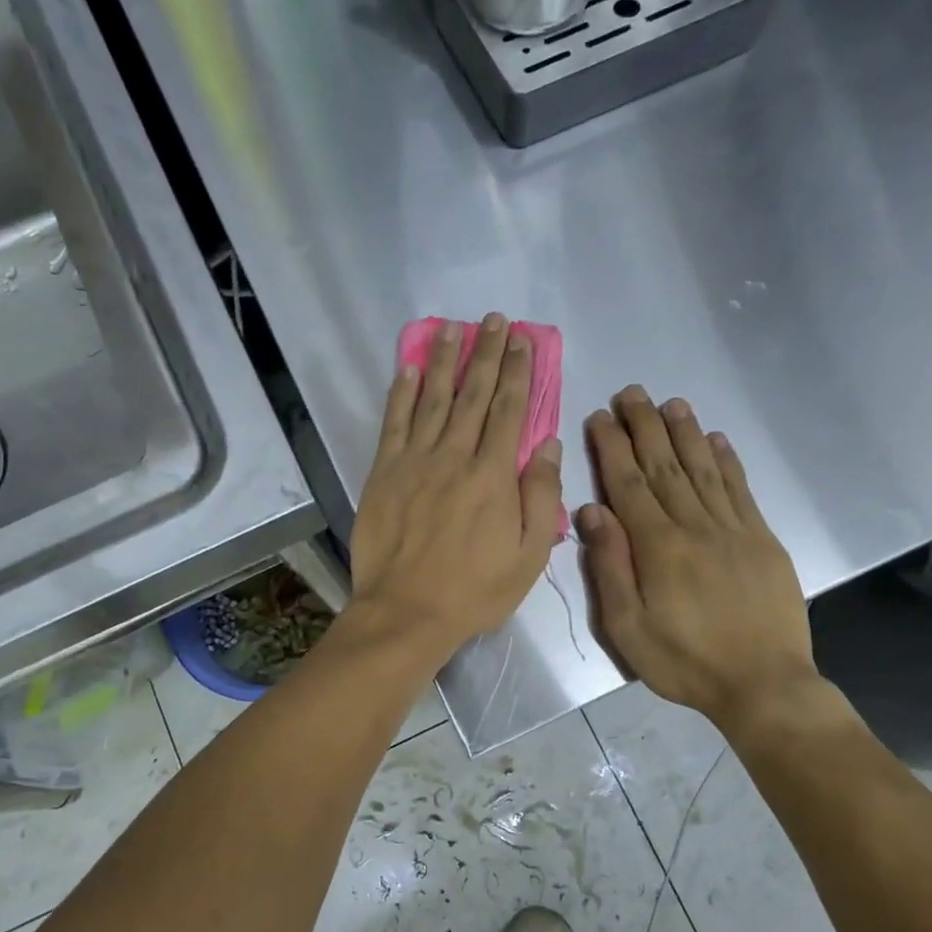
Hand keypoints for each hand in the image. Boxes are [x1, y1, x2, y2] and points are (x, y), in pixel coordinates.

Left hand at [348, 314, 562, 662]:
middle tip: (494, 320)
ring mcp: (414, 461)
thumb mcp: (528, 556)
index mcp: (493, 476)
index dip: (518, 372)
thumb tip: (548, 445)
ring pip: (432, 398)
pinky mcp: (384, 473)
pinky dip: (400, 393)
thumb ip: (541, 497)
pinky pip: (393, 423)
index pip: (510, 410)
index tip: (523, 341)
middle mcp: (454, 456)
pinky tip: (407, 368)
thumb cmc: (473, 590)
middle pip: (473, 394)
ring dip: (443, 360)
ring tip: (452, 328)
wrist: (406, 611)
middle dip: (486, 353)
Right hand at [578, 387, 816, 723]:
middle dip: (646, 426)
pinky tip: (717, 441)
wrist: (763, 684)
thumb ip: (609, 567)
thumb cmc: (684, 662)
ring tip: (671, 403)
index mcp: (658, 547)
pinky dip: (728, 462)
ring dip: (686, 433)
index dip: (613, 447)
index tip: (600, 415)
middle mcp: (695, 526)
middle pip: (665, 465)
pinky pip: (741, 491)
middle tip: (632, 392)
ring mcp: (734, 530)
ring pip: (704, 470)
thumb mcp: (627, 628)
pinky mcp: (762, 541)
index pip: (628, 484)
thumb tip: (592, 512)